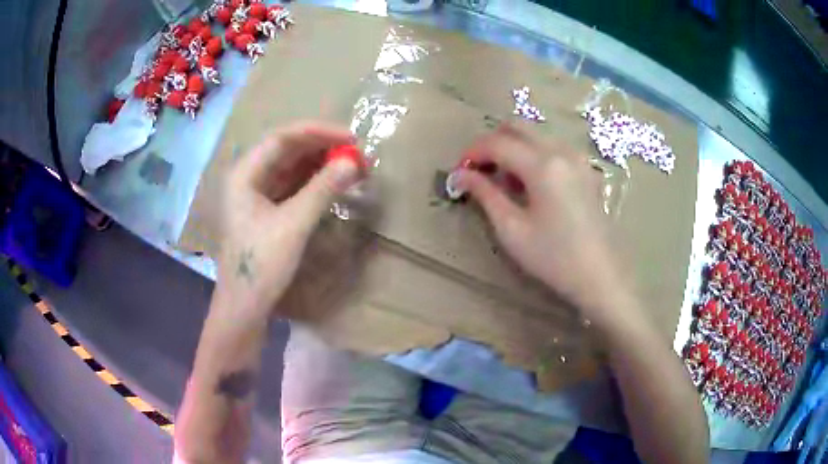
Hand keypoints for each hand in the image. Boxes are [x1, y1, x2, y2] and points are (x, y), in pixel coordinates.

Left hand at [218, 122, 360, 318]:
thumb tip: (354, 162)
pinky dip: (313, 184)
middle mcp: (248, 178)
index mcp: (244, 174)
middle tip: (357, 155)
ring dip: (320, 166)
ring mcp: (256, 195)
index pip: (283, 138)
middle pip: (287, 151)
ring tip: (352, 168)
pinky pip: (292, 187)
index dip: (318, 133)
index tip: (351, 138)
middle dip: (322, 149)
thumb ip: (323, 190)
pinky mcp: (265, 212)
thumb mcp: (293, 225)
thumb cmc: (261, 265)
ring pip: (291, 169)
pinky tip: (333, 185)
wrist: (244, 308)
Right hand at [455, 125, 631, 324]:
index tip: (459, 171)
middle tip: (479, 170)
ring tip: (504, 181)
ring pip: (536, 135)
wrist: (600, 276)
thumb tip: (459, 175)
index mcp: (542, 165)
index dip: (472, 152)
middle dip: (492, 143)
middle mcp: (561, 151)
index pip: (497, 143)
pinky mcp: (586, 170)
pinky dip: (534, 155)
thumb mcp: (512, 229)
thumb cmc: (553, 257)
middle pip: (518, 127)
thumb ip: (485, 194)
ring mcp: (578, 158)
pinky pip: (553, 148)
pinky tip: (531, 184)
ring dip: (513, 148)